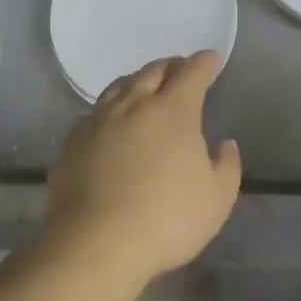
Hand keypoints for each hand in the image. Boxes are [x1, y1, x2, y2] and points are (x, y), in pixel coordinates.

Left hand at [43, 51, 241, 285]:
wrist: (95, 243)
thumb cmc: (166, 219)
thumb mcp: (216, 200)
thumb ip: (226, 167)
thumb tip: (225, 145)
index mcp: (174, 110)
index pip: (192, 72)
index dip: (204, 62)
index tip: (211, 58)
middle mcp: (135, 103)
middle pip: (154, 70)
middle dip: (171, 66)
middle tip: (179, 69)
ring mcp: (99, 119)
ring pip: (121, 86)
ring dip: (138, 81)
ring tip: (144, 87)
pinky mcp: (73, 140)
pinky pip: (95, 112)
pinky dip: (111, 108)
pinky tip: (111, 122)